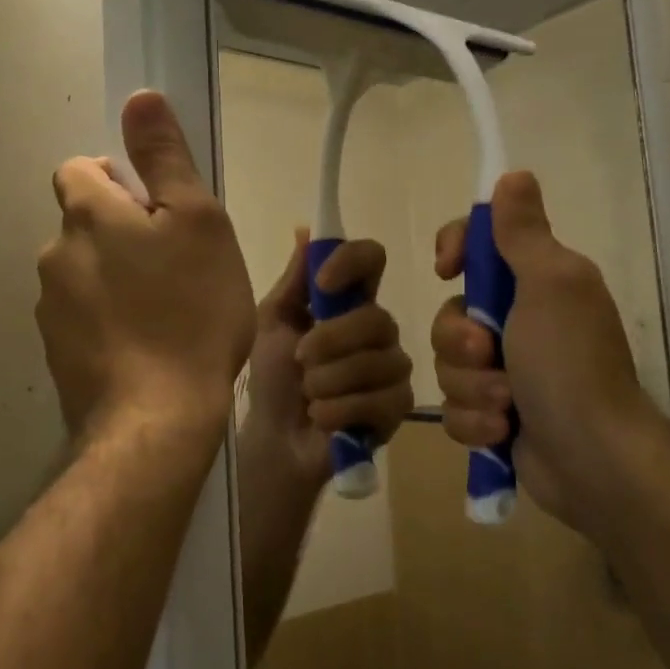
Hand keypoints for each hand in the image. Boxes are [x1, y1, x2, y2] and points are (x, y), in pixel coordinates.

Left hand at [36, 91, 254, 444]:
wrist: (157, 418)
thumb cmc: (191, 311)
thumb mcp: (198, 222)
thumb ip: (165, 157)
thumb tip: (139, 96)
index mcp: (87, 214)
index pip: (81, 169)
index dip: (120, 180)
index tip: (159, 213)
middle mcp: (55, 254)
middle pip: (84, 224)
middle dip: (121, 233)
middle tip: (175, 267)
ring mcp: (50, 309)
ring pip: (84, 273)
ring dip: (115, 279)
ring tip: (164, 314)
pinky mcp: (56, 354)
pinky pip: (83, 318)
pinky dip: (107, 322)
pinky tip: (144, 349)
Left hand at [241, 230, 414, 489]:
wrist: (274, 438)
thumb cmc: (271, 376)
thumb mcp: (272, 323)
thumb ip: (294, 281)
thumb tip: (305, 230)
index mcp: (348, 301)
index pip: (372, 259)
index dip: (353, 262)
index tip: (323, 282)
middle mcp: (377, 329)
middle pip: (377, 317)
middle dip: (330, 342)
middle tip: (301, 360)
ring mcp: (392, 367)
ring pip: (378, 361)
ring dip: (328, 381)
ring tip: (308, 394)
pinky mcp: (397, 407)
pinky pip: (379, 399)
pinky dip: (338, 410)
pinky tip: (321, 417)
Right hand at [430, 171, 663, 533]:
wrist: (592, 462)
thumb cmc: (570, 365)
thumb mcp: (550, 286)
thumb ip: (524, 233)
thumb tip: (514, 175)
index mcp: (537, 283)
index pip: (479, 246)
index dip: (456, 250)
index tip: (447, 269)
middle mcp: (519, 322)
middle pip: (450, 312)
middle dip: (460, 340)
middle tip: (489, 355)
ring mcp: (505, 372)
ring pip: (448, 364)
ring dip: (471, 386)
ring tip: (505, 406)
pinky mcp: (494, 415)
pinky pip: (455, 407)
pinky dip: (475, 421)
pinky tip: (502, 432)